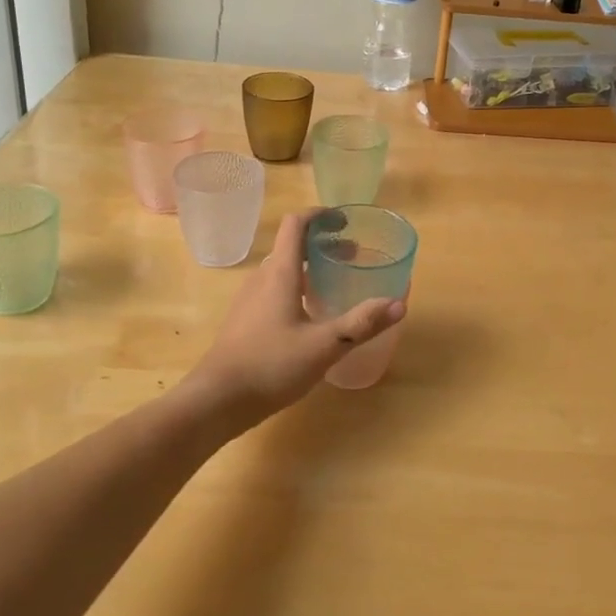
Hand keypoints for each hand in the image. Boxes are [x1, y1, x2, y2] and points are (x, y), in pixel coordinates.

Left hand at [184, 209, 405, 421]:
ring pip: (283, 270)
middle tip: (354, 256)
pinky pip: (274, 290)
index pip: (296, 224)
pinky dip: (297, 287)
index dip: (320, 215)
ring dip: (310, 267)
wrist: (216, 400)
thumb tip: (399, 304)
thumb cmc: (271, 365)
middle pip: (292, 246)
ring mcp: (249, 300)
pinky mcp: (245, 320)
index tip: (345, 221)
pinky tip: (311, 316)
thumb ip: (361, 324)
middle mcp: (262, 278)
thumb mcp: (325, 346)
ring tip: (336, 284)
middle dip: (323, 244)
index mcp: (280, 273)